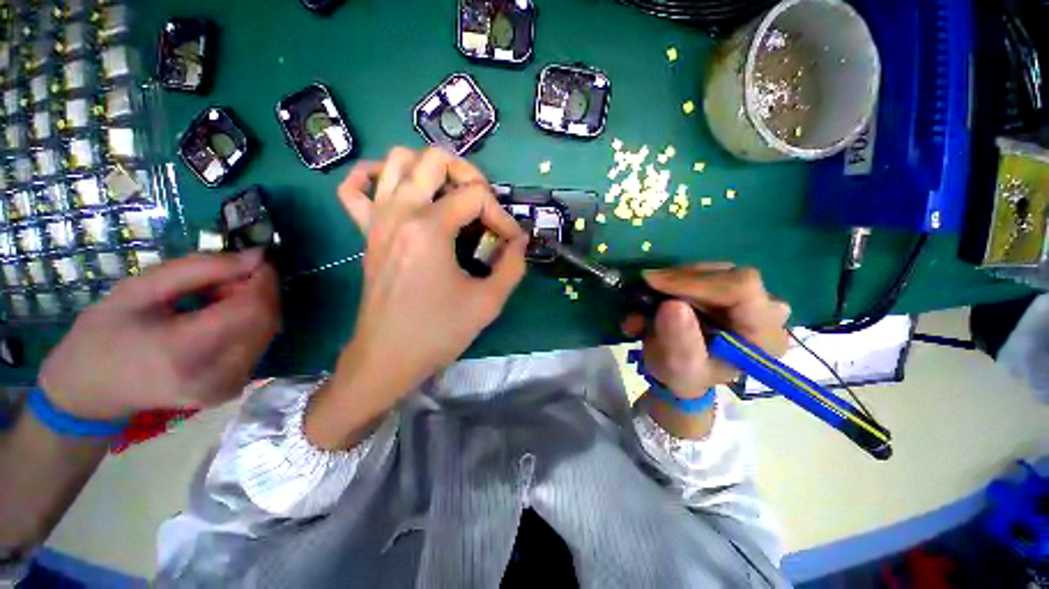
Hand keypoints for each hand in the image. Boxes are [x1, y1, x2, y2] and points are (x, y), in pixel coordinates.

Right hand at [38, 250, 279, 420]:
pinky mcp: (235, 388)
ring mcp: (230, 386)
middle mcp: (219, 375)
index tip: (254, 259)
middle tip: (228, 276)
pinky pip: (257, 344)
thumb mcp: (138, 289)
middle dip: (259, 291)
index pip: (253, 309)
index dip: (263, 280)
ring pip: (267, 331)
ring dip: (254, 306)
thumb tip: (257, 256)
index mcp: (186, 351)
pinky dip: (248, 324)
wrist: (90, 395)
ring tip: (216, 297)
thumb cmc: (103, 336)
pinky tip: (219, 318)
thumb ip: (199, 269)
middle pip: (267, 320)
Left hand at [329, 147, 526, 414]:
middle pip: (435, 158)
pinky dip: (374, 176)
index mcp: (429, 228)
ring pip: (396, 160)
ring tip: (449, 196)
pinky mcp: (366, 232)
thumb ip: (513, 266)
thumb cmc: (438, 331)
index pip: (476, 196)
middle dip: (469, 175)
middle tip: (483, 206)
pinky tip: (398, 191)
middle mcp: (400, 211)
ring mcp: (377, 218)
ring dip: (428, 169)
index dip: (502, 216)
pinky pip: (354, 186)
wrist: (388, 357)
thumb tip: (520, 241)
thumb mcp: (488, 302)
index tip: (510, 243)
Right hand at [625, 264, 790, 397]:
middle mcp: (766, 309)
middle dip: (677, 281)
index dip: (694, 281)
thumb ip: (680, 342)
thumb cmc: (685, 375)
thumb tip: (672, 304)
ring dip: (671, 281)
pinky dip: (672, 281)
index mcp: (763, 334)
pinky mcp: (729, 287)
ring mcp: (750, 295)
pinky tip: (654, 295)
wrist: (683, 372)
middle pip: (723, 274)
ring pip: (709, 270)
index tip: (653, 283)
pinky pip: (700, 272)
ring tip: (645, 299)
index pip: (740, 288)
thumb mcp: (679, 368)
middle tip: (645, 290)